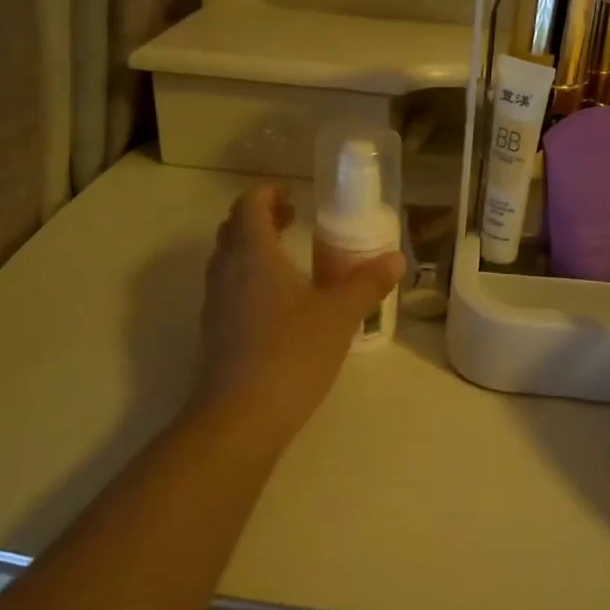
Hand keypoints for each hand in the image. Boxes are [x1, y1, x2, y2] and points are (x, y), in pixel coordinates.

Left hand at [193, 184, 404, 438]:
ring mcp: (215, 302)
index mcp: (253, 253)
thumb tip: (396, 258)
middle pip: (234, 228)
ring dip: (253, 246)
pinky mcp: (213, 331)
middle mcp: (226, 270)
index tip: (292, 192)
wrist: (239, 417)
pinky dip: (249, 276)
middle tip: (293, 217)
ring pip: (228, 258)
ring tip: (288, 255)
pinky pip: (229, 286)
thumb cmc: (291, 353)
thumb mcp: (339, 315)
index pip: (250, 204)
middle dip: (261, 216)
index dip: (268, 191)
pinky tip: (278, 300)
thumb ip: (367, 283)